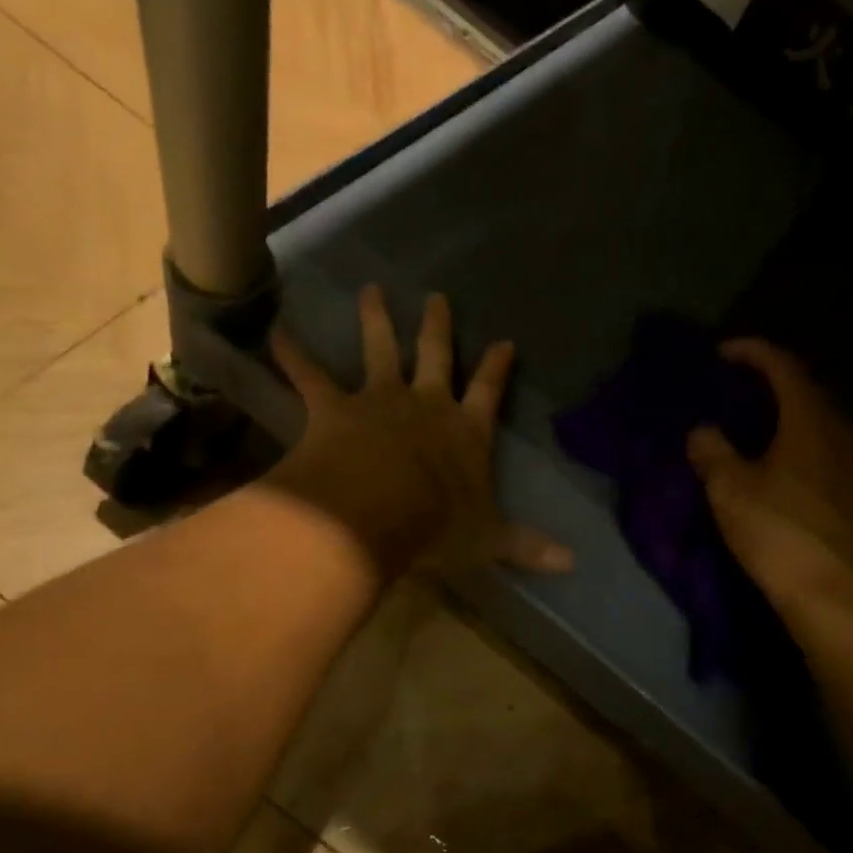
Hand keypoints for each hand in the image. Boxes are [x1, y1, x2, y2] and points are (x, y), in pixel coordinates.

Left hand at [266, 286, 572, 579]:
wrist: (373, 514)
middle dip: (438, 326)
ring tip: (370, 289)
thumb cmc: (435, 525)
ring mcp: (379, 400)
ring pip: (379, 350)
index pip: (489, 392)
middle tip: (436, 296)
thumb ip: (528, 546)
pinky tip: (277, 331)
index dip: (498, 367)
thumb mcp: (490, 540)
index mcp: (465, 431)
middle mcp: (426, 404)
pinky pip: (310, 376)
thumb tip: (575, 563)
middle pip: (436, 355)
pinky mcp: (334, 408)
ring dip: (375, 319)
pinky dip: (293, 354)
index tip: (505, 341)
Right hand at [687, 340, 852, 614]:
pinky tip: (788, 461)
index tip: (724, 352)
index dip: (753, 352)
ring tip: (762, 422)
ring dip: (792, 412)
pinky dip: (806, 440)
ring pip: (823, 420)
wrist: (832, 593)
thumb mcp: (729, 488)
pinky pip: (832, 448)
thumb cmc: (778, 531)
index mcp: (811, 420)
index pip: (784, 367)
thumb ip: (712, 451)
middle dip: (774, 380)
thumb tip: (703, 432)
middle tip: (741, 385)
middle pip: (808, 389)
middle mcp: (843, 432)